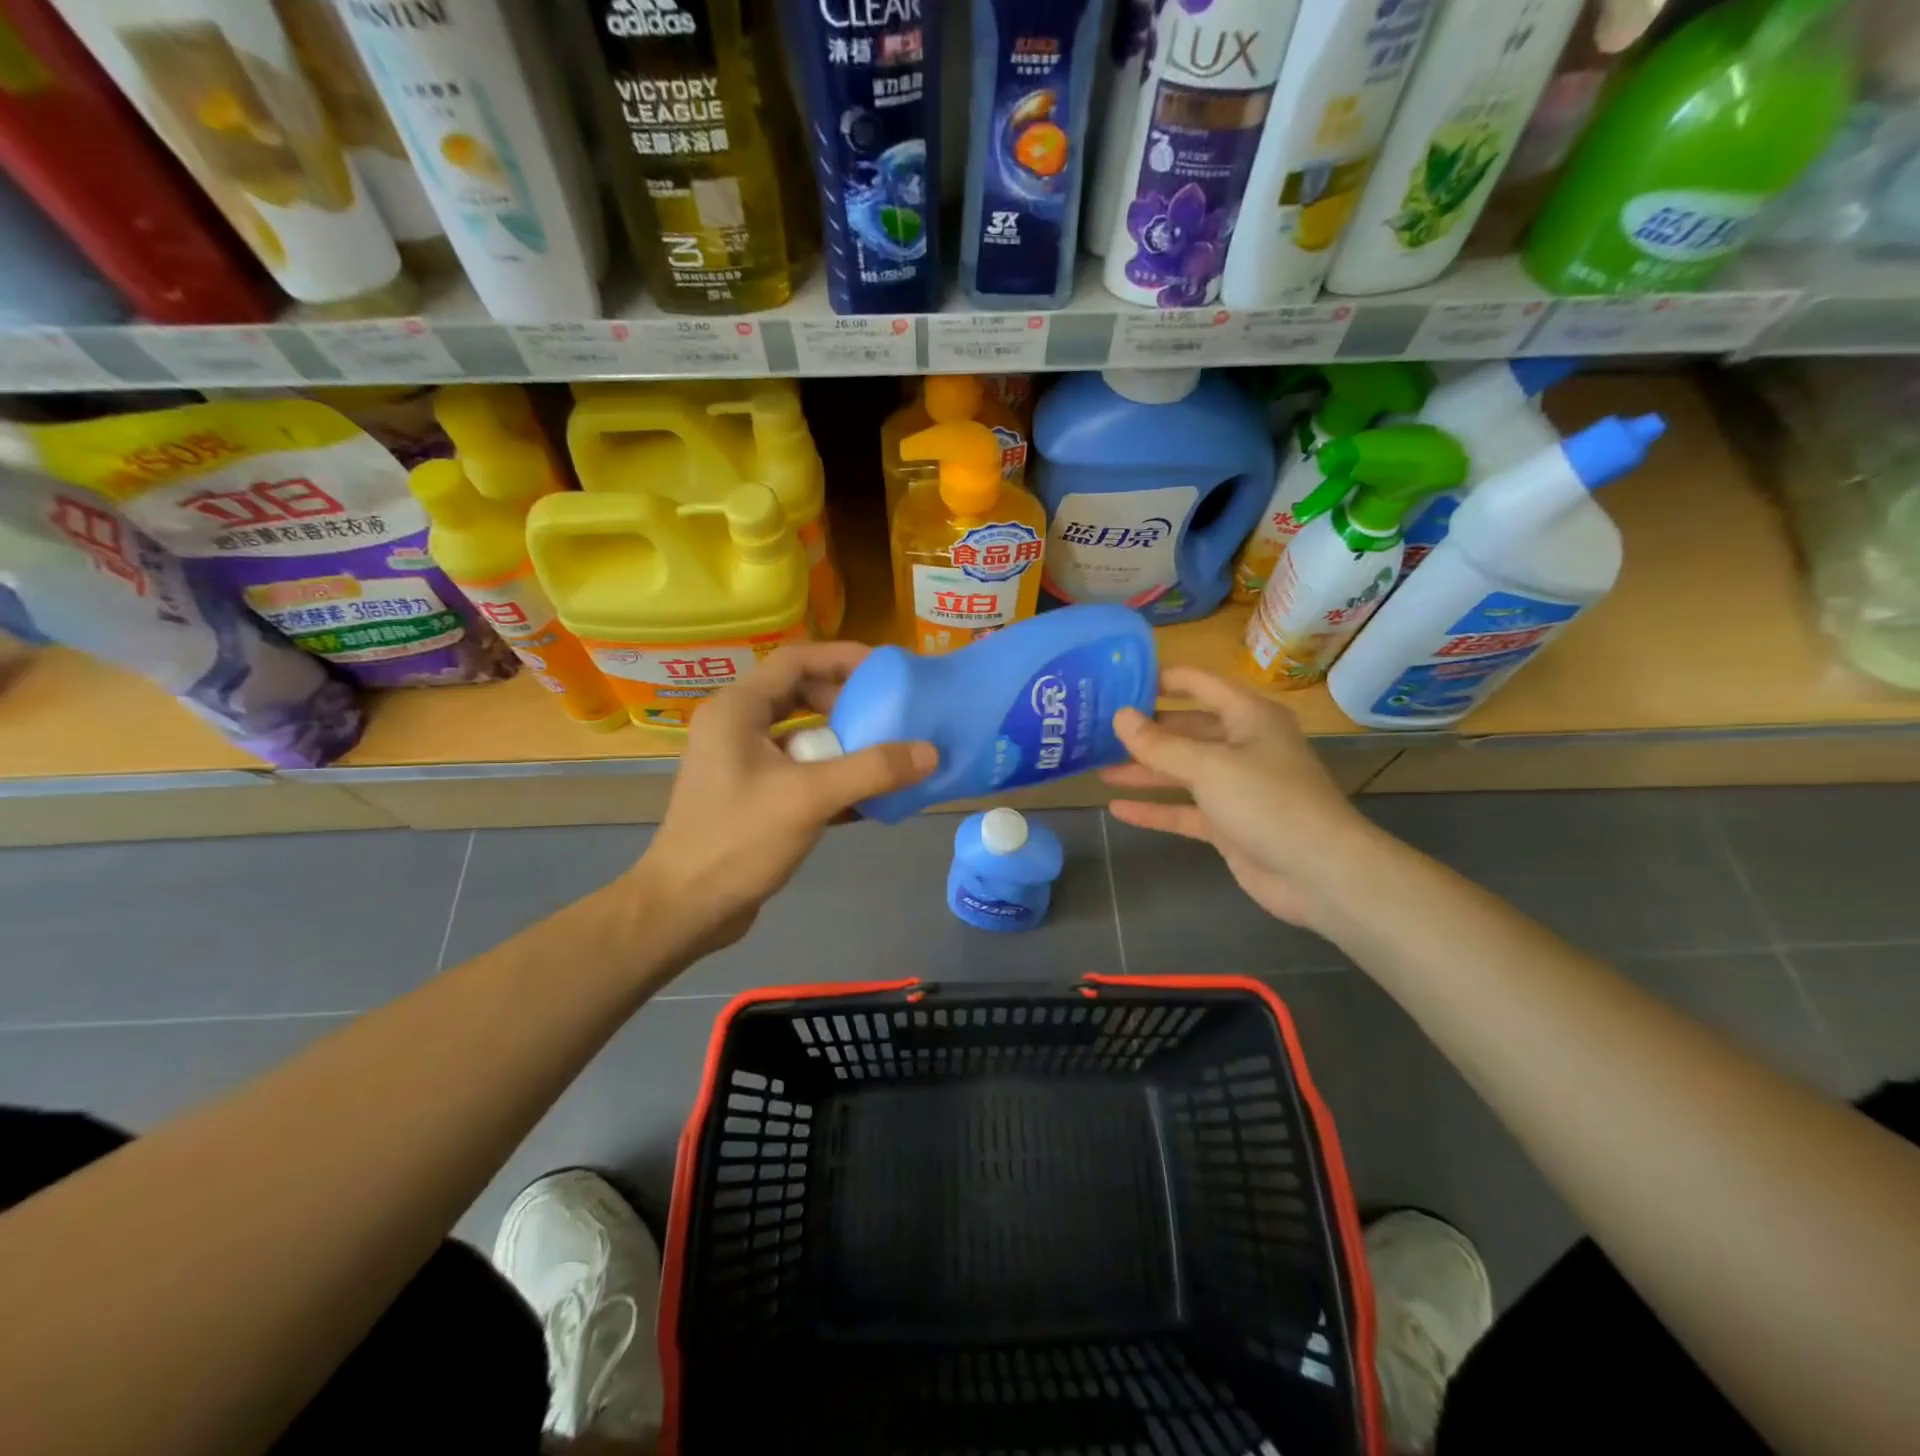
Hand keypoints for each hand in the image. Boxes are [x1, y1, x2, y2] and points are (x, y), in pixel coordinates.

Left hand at [624, 642, 936, 961]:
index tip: (887, 670)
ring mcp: (739, 762)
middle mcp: (735, 726)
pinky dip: (829, 775)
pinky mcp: (750, 795)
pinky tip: (866, 797)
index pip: (797, 659)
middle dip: (846, 702)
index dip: (843, 657)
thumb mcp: (810, 798)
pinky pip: (797, 769)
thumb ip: (872, 770)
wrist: (685, 908)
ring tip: (884, 753)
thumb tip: (930, 752)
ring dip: (841, 742)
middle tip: (888, 715)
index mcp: (738, 709)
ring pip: (800, 735)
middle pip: (799, 693)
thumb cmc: (738, 840)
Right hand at [1103, 666, 1378, 931]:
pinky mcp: (1229, 823)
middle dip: (1146, 730)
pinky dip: (1155, 809)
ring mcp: (1236, 786)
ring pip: (1182, 771)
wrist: (1320, 873)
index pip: (1199, 684)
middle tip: (1098, 728)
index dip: (1161, 679)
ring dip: (1144, 770)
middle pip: (1186, 729)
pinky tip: (1118, 808)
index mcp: (1248, 717)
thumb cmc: (1268, 802)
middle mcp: (1242, 745)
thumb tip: (1119, 716)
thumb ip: (1160, 744)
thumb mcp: (1209, 767)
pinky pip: (1185, 810)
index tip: (1118, 680)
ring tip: (1099, 767)